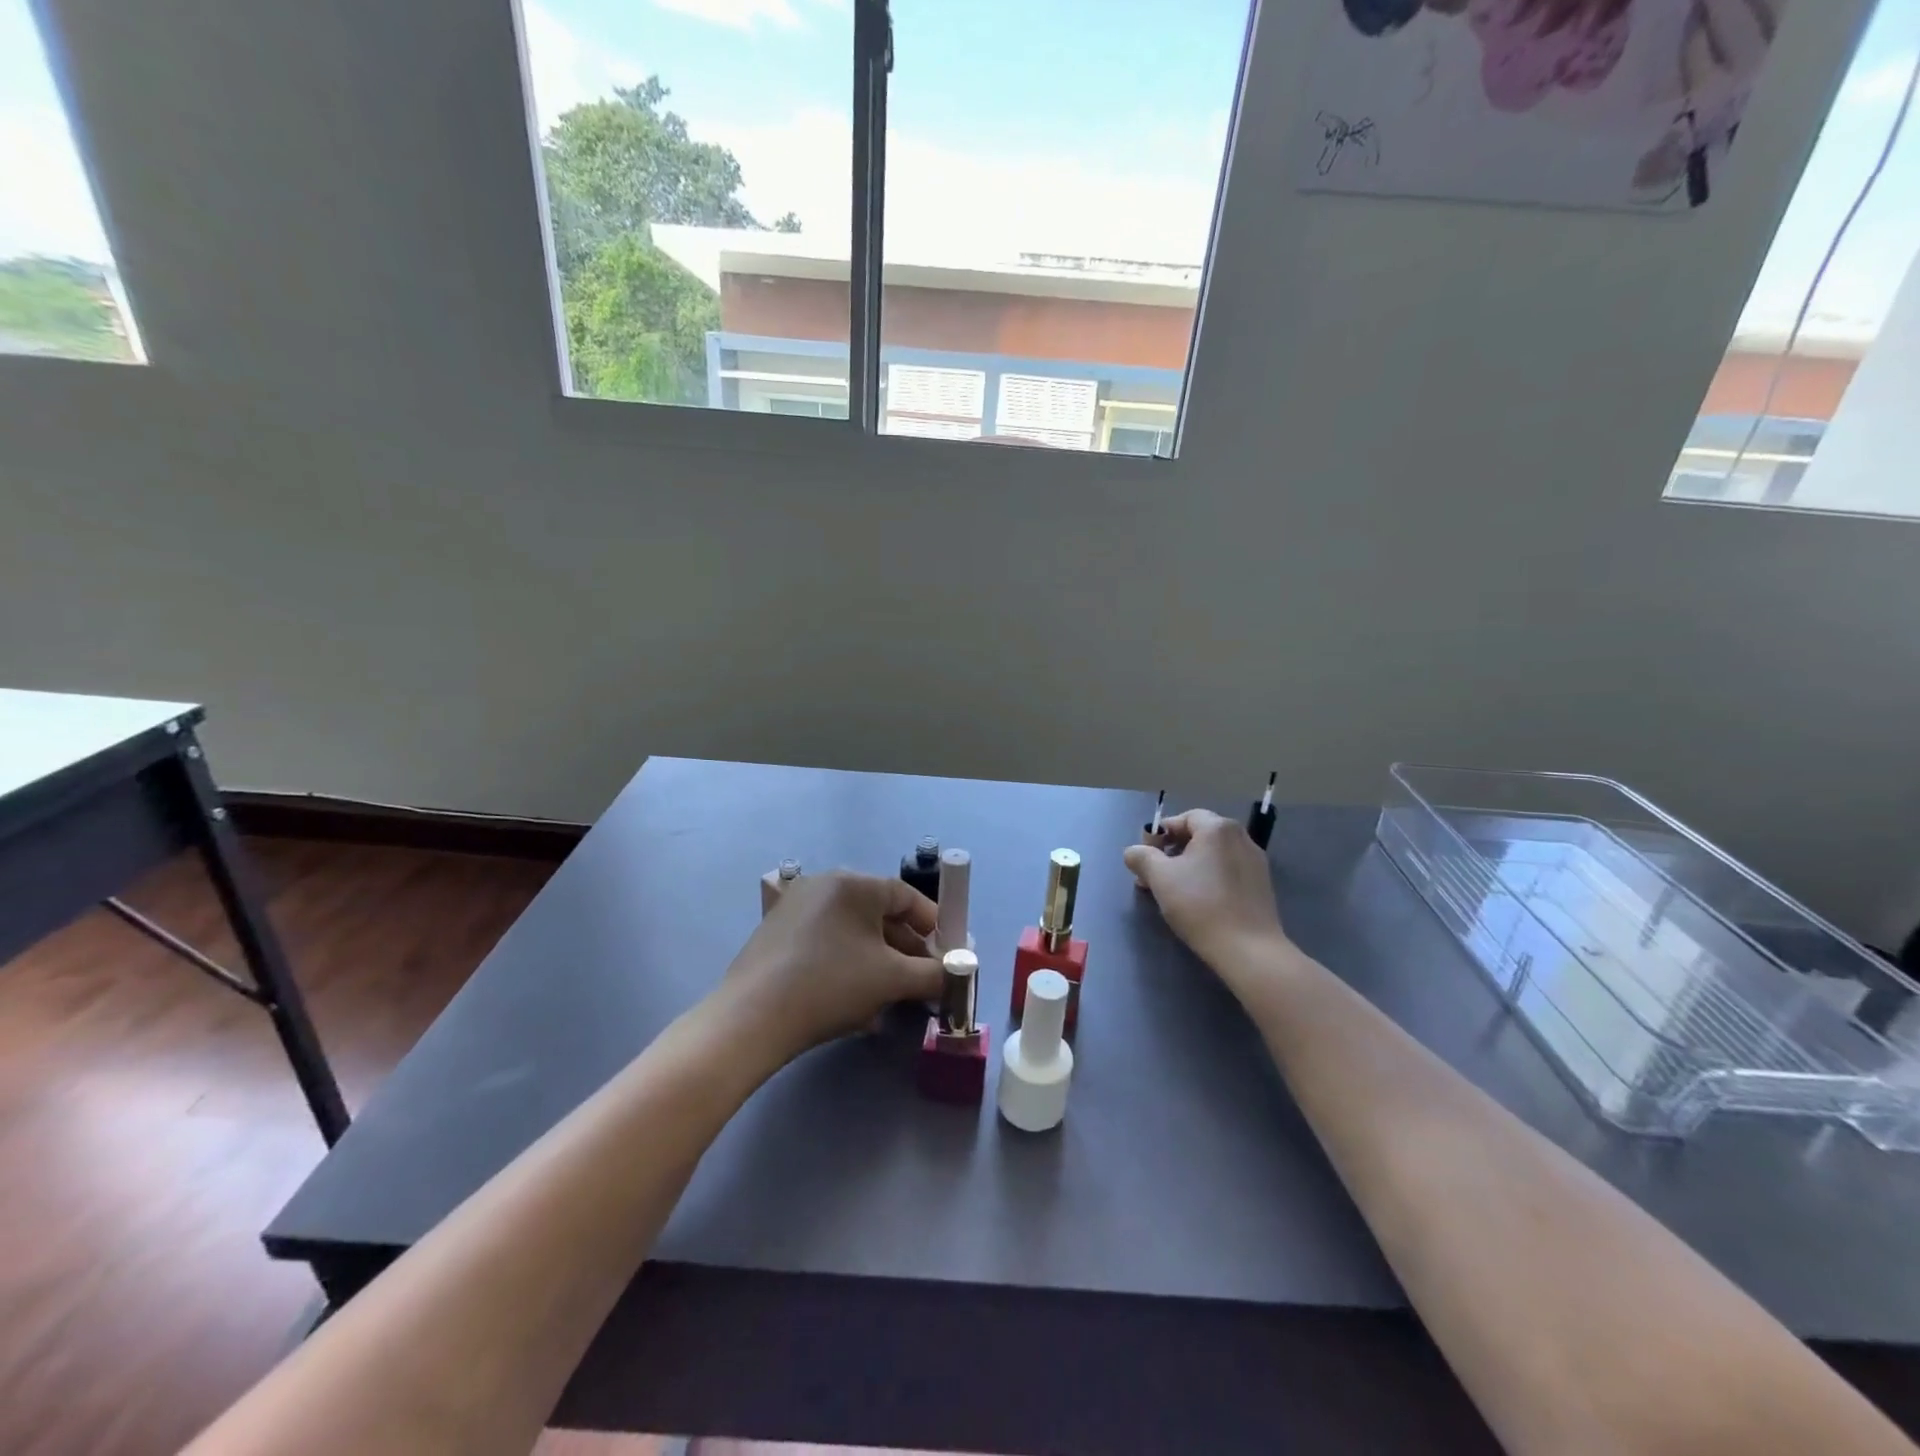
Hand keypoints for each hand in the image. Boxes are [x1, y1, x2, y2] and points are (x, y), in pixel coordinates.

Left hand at [720, 870, 941, 1060]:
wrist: (752, 1019)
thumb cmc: (831, 985)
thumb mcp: (892, 979)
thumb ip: (933, 974)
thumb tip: (956, 974)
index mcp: (853, 883)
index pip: (906, 896)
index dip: (933, 925)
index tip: (948, 954)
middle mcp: (823, 885)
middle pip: (879, 915)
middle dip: (906, 950)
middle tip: (924, 981)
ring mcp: (795, 909)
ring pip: (853, 934)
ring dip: (879, 963)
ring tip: (894, 999)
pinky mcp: (776, 935)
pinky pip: (827, 944)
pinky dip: (848, 966)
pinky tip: (856, 1003)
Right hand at [1123, 810, 1289, 985]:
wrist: (1247, 948)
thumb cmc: (1200, 905)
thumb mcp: (1159, 878)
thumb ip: (1141, 857)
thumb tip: (1134, 852)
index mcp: (1217, 828)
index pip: (1183, 818)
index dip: (1160, 834)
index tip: (1146, 857)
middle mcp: (1241, 837)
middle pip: (1199, 835)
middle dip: (1173, 852)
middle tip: (1155, 876)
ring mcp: (1255, 862)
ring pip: (1214, 855)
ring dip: (1190, 866)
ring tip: (1174, 891)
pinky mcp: (1262, 885)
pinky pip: (1228, 871)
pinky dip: (1210, 878)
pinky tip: (1200, 902)